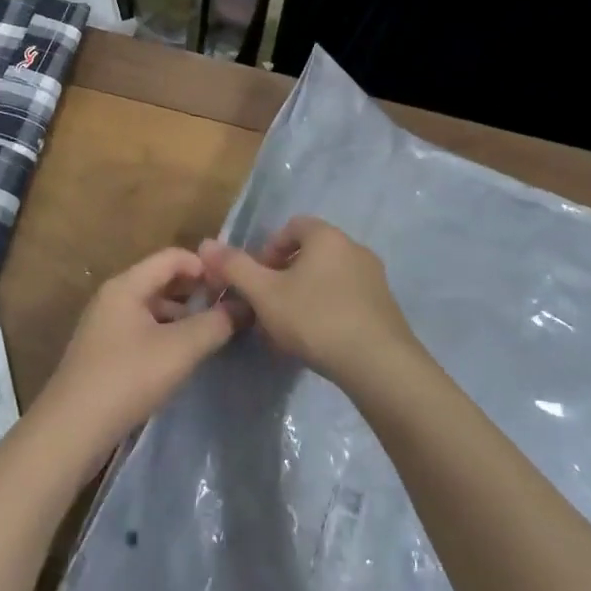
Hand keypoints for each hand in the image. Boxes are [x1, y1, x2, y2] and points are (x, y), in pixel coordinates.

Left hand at [32, 248, 240, 473]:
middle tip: (229, 311)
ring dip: (182, 317)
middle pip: (162, 281)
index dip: (205, 267)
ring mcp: (105, 326)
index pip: (173, 257)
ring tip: (212, 336)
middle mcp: (113, 298)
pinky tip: (182, 359)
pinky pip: (142, 331)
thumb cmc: (126, 379)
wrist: (70, 432)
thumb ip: (215, 324)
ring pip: (153, 308)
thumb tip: (243, 306)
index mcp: (127, 285)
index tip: (233, 287)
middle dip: (196, 293)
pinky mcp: (103, 354)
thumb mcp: (179, 349)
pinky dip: (166, 336)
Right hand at [199, 218, 417, 390]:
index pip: (291, 226)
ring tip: (290, 328)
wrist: (378, 363)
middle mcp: (353, 247)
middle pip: (310, 252)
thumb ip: (235, 267)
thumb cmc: (316, 319)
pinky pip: (347, 297)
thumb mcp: (265, 294)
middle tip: (268, 306)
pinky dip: (328, 309)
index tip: (257, 280)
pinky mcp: (385, 306)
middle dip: (284, 276)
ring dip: (305, 294)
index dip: (268, 250)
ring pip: (328, 277)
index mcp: (326, 236)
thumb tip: (205, 244)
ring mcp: (374, 277)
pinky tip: (319, 340)